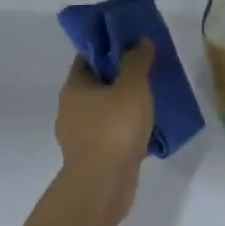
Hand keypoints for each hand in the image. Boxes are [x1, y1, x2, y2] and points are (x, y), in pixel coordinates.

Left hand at [56, 41, 154, 183]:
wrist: (103, 184)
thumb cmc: (115, 129)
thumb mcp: (132, 87)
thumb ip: (137, 61)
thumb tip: (140, 40)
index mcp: (75, 87)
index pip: (88, 57)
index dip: (109, 48)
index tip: (133, 45)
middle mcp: (71, 108)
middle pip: (97, 84)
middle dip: (121, 77)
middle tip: (149, 71)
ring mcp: (80, 135)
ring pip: (106, 110)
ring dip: (126, 105)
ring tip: (153, 100)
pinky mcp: (93, 155)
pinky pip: (112, 133)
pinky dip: (127, 129)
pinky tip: (148, 129)